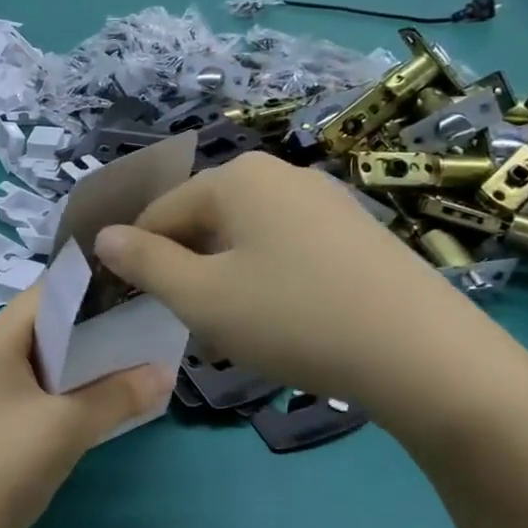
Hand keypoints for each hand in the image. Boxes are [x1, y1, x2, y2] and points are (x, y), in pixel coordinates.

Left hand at [0, 287, 173, 527]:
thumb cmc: (5, 468)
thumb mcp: (69, 428)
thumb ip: (119, 395)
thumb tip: (167, 371)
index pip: (48, 293)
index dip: (92, 291)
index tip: (135, 296)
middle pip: (42, 323)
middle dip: (90, 328)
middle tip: (139, 331)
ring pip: (36, 355)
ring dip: (76, 360)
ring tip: (124, 363)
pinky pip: (26, 382)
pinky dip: (58, 384)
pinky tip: (88, 400)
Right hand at [94, 153, 527, 450]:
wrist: (424, 354)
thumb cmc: (293, 317)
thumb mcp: (202, 298)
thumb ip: (145, 264)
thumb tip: (103, 236)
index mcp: (238, 176)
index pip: (161, 212)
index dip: (140, 258)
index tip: (139, 306)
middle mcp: (280, 172)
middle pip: (206, 218)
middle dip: (188, 268)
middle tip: (194, 323)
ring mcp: (325, 197)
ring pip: (247, 235)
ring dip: (227, 276)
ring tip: (240, 327)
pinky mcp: (356, 230)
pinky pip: (288, 246)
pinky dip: (270, 277)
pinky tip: (287, 318)